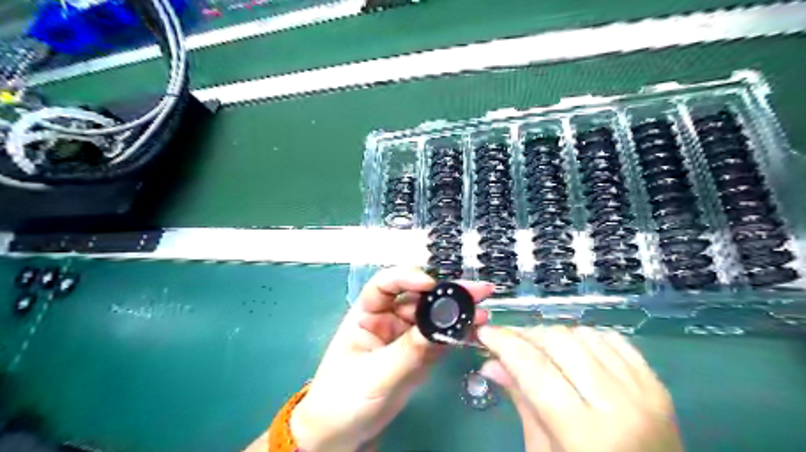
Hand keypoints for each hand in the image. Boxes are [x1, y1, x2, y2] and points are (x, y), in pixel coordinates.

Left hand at [289, 269, 491, 451]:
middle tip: (476, 290)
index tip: (430, 284)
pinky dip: (457, 334)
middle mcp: (388, 319)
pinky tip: (474, 330)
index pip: (385, 285)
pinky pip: (439, 339)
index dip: (407, 278)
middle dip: (445, 292)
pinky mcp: (418, 355)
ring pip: (433, 317)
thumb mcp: (374, 374)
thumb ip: (407, 351)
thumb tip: (437, 329)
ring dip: (457, 312)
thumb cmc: (343, 399)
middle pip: (418, 298)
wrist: (343, 434)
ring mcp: (405, 337)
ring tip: (481, 310)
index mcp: (367, 315)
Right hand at [474, 324, 681, 451]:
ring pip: (585, 334)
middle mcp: (619, 405)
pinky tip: (573, 350)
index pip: (534, 368)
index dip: (504, 343)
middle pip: (560, 342)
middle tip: (509, 343)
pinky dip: (586, 337)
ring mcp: (643, 391)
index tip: (485, 332)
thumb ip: (521, 401)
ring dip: (554, 335)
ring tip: (539, 349)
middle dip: (527, 335)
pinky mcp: (657, 385)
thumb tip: (490, 364)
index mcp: (585, 434)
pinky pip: (613, 339)